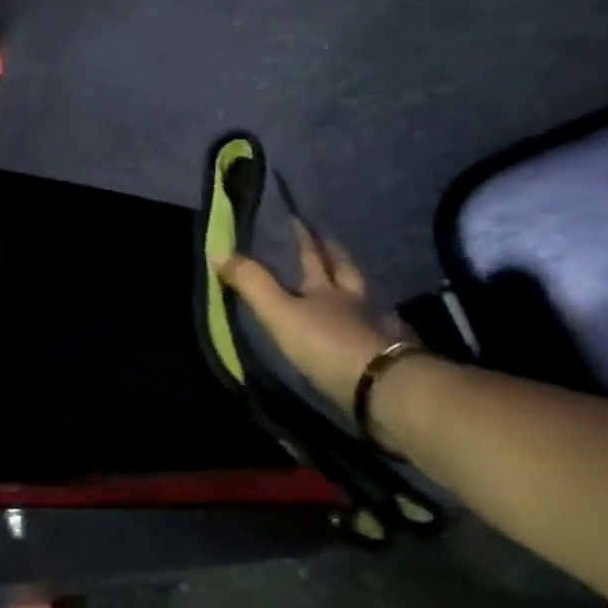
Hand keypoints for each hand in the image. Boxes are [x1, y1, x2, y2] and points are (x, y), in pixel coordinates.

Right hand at [217, 220, 398, 407]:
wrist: (383, 388)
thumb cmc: (326, 343)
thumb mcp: (280, 313)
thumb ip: (252, 284)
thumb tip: (217, 251)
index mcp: (328, 289)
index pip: (314, 256)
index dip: (304, 238)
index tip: (297, 219)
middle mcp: (356, 302)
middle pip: (346, 272)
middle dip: (335, 255)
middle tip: (330, 242)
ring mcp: (377, 328)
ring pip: (367, 299)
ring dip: (358, 288)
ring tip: (350, 284)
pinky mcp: (389, 356)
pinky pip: (381, 330)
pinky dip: (374, 323)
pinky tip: (372, 328)